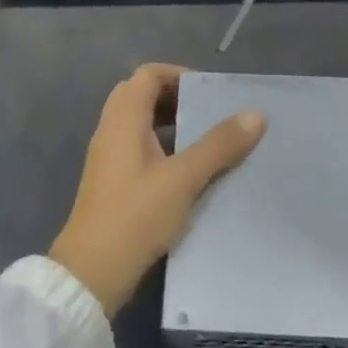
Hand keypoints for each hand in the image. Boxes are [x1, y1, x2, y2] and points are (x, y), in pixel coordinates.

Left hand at [48, 64, 265, 316]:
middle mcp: (111, 131)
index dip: (179, 75)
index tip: (210, 92)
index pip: (147, 75)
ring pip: (140, 124)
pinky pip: (139, 148)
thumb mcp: (183, 179)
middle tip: (211, 112)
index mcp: (122, 120)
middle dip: (177, 98)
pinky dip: (164, 147)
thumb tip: (255, 114)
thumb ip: (218, 145)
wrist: (92, 272)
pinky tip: (189, 171)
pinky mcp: (112, 183)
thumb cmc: (135, 216)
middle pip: (141, 96)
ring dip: (171, 124)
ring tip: (207, 139)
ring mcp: (109, 158)